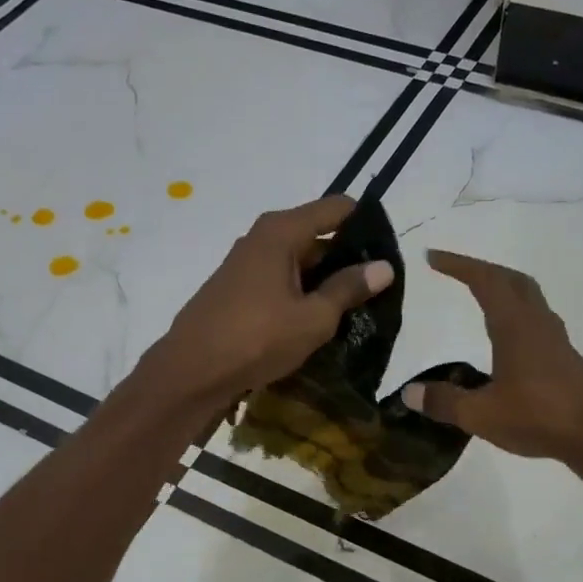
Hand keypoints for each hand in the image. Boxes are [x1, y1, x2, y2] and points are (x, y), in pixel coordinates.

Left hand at [140, 195, 392, 411]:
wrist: (191, 373)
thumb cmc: (256, 339)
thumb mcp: (313, 318)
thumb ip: (348, 288)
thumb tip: (384, 266)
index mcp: (281, 231)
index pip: (336, 209)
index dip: (366, 223)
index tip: (391, 250)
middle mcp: (261, 238)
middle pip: (317, 235)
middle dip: (348, 258)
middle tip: (380, 288)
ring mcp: (246, 265)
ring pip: (298, 263)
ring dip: (325, 282)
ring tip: (356, 308)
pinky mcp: (237, 291)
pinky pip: (280, 282)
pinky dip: (301, 295)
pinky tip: (317, 321)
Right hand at [401, 250, 582, 460]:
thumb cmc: (540, 416)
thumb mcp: (481, 414)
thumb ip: (444, 402)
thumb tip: (409, 393)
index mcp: (515, 325)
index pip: (484, 280)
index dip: (458, 265)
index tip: (432, 256)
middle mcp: (537, 324)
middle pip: (512, 281)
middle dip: (483, 270)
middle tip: (458, 271)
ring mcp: (555, 341)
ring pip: (528, 300)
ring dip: (504, 290)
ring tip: (481, 298)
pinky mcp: (565, 361)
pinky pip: (536, 323)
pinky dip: (515, 317)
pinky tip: (507, 342)